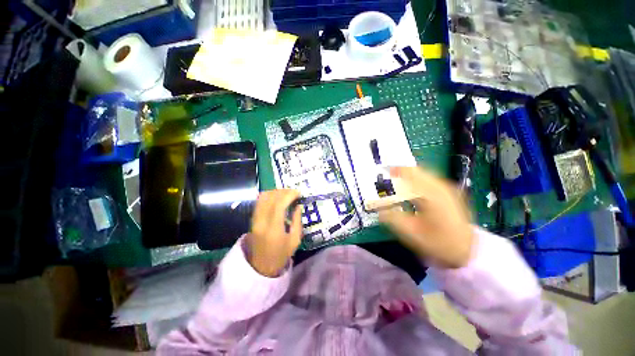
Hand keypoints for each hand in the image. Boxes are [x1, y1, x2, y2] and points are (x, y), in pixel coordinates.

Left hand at [247, 189, 302, 276]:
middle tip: (294, 192)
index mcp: (273, 229)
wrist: (261, 266)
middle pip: (270, 198)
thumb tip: (298, 205)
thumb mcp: (295, 240)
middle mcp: (261, 222)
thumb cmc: (281, 255)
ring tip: (286, 193)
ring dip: (276, 192)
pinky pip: (259, 202)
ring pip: (263, 197)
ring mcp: (255, 219)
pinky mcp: (252, 219)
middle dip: (284, 191)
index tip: (298, 192)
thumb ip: (297, 221)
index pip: (279, 205)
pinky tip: (277, 197)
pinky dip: (269, 195)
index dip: (289, 195)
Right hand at [379, 167, 473, 268]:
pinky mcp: (449, 194)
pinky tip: (412, 188)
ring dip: (410, 175)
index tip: (384, 170)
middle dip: (402, 171)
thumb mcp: (412, 233)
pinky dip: (418, 180)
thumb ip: (393, 218)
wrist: (467, 251)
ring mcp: (447, 189)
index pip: (411, 174)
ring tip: (397, 179)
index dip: (396, 170)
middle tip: (388, 175)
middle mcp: (441, 188)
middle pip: (419, 171)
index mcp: (431, 195)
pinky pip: (430, 180)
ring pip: (425, 174)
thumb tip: (378, 208)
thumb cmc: (438, 242)